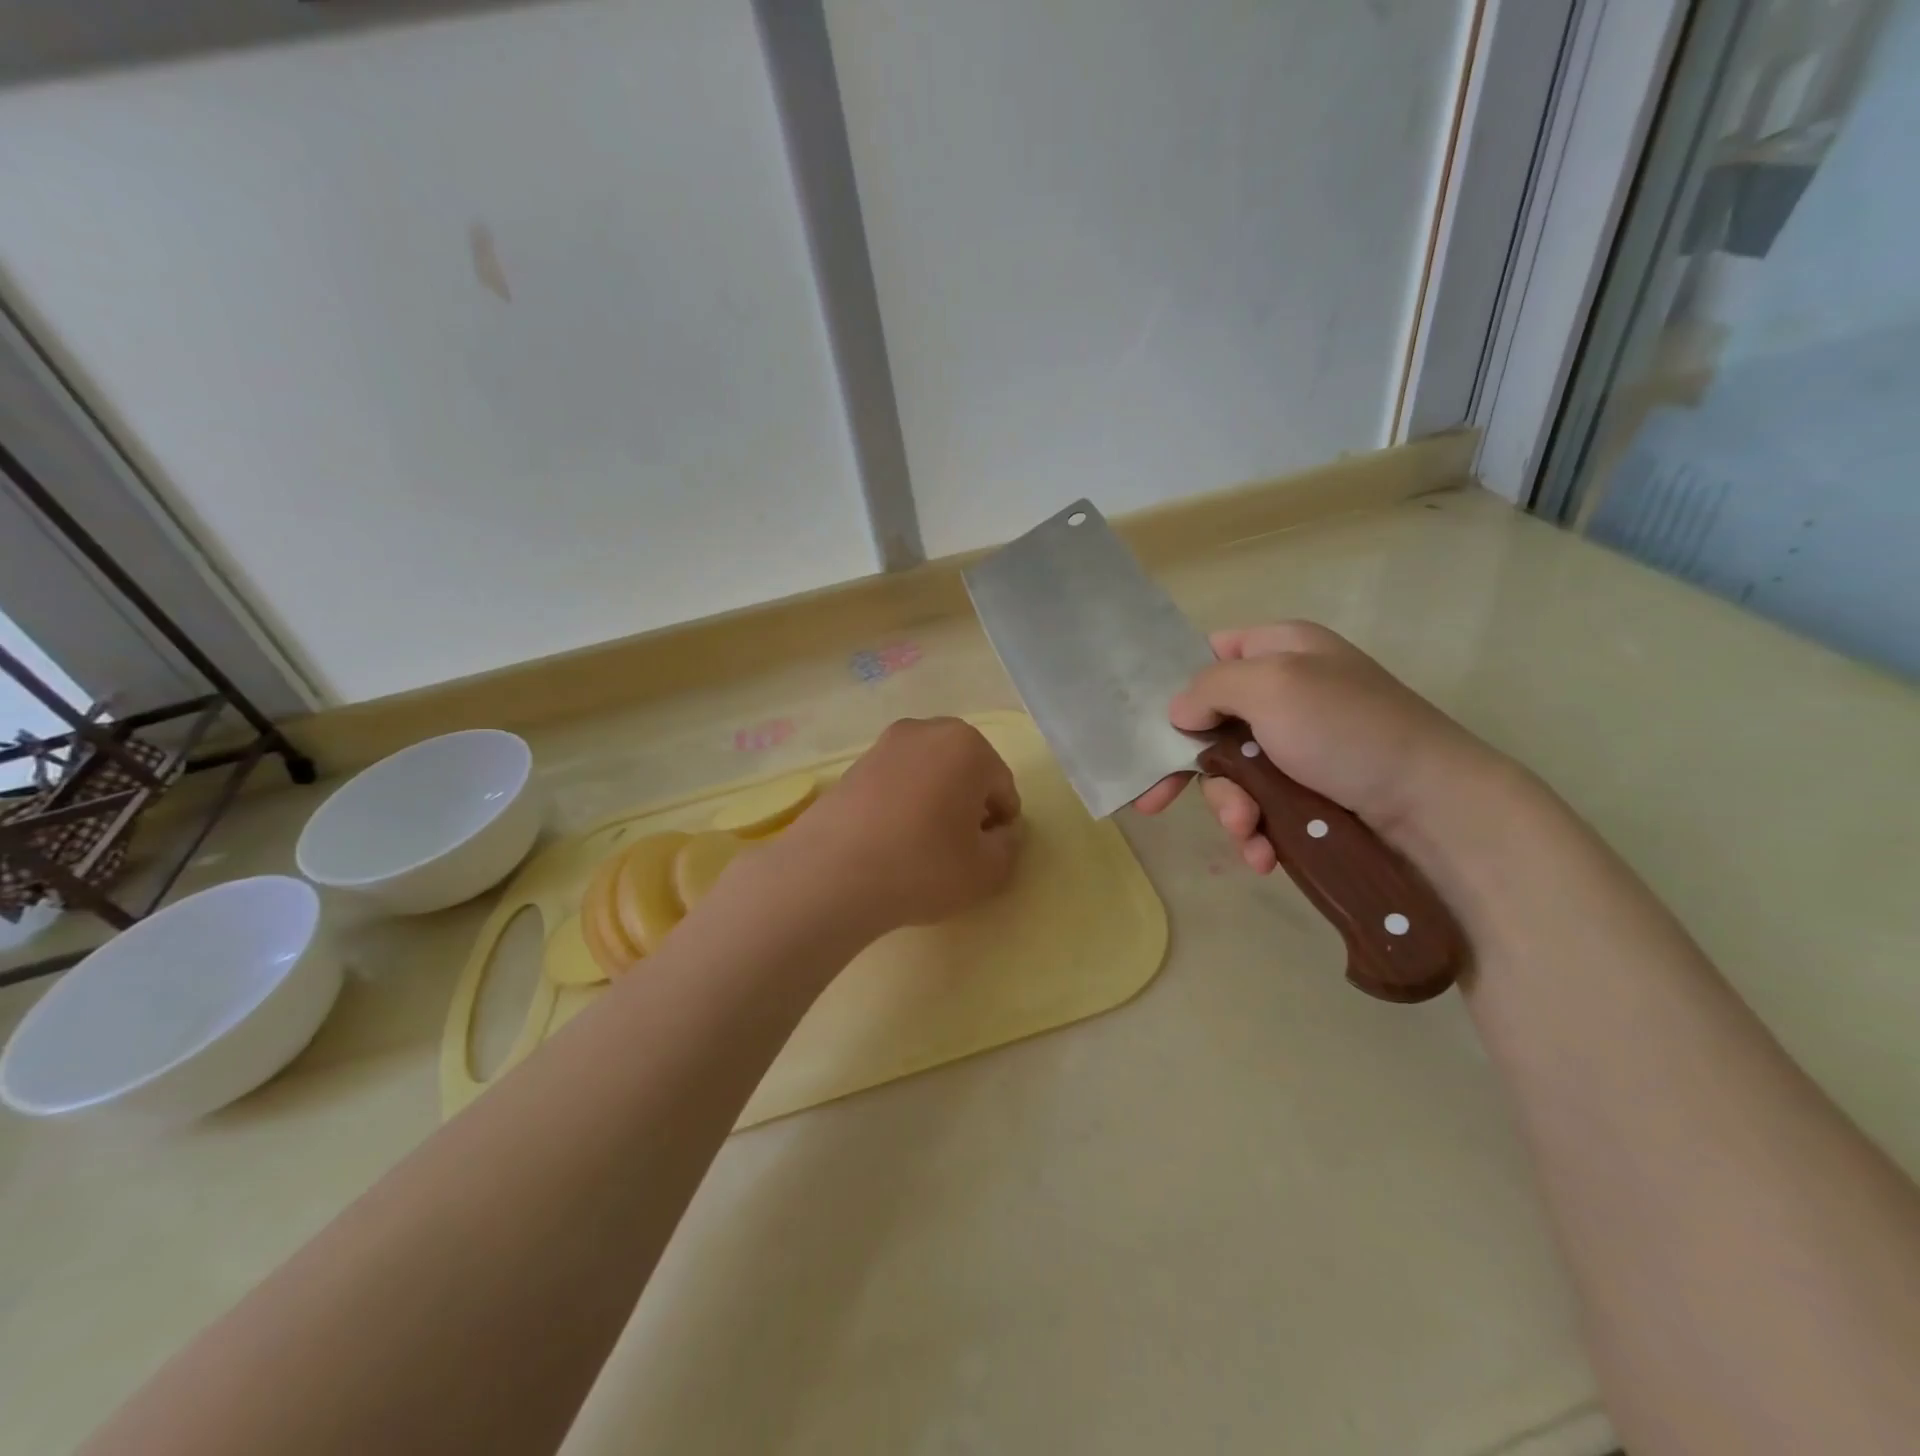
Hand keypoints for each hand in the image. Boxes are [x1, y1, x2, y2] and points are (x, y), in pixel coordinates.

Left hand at [772, 717, 1022, 937]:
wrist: (832, 874)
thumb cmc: (923, 866)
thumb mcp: (987, 871)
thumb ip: (1009, 847)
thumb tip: (1000, 833)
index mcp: (968, 745)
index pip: (1002, 787)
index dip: (1000, 825)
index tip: (985, 854)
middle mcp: (927, 731)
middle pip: (965, 772)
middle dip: (968, 805)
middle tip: (957, 848)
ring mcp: (885, 744)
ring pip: (929, 775)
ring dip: (934, 802)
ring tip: (921, 846)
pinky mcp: (853, 765)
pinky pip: (896, 783)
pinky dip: (902, 804)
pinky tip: (890, 840)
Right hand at [1131, 622, 1503, 872]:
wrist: (1434, 809)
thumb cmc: (1348, 731)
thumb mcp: (1273, 685)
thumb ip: (1211, 687)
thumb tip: (1180, 713)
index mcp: (1282, 649)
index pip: (1212, 652)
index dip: (1179, 683)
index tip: (1152, 725)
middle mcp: (1287, 693)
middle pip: (1210, 723)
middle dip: (1189, 769)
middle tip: (1154, 802)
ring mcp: (1299, 747)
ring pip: (1231, 775)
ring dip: (1228, 808)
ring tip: (1246, 832)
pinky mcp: (1310, 794)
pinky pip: (1260, 808)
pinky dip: (1255, 832)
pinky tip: (1261, 854)